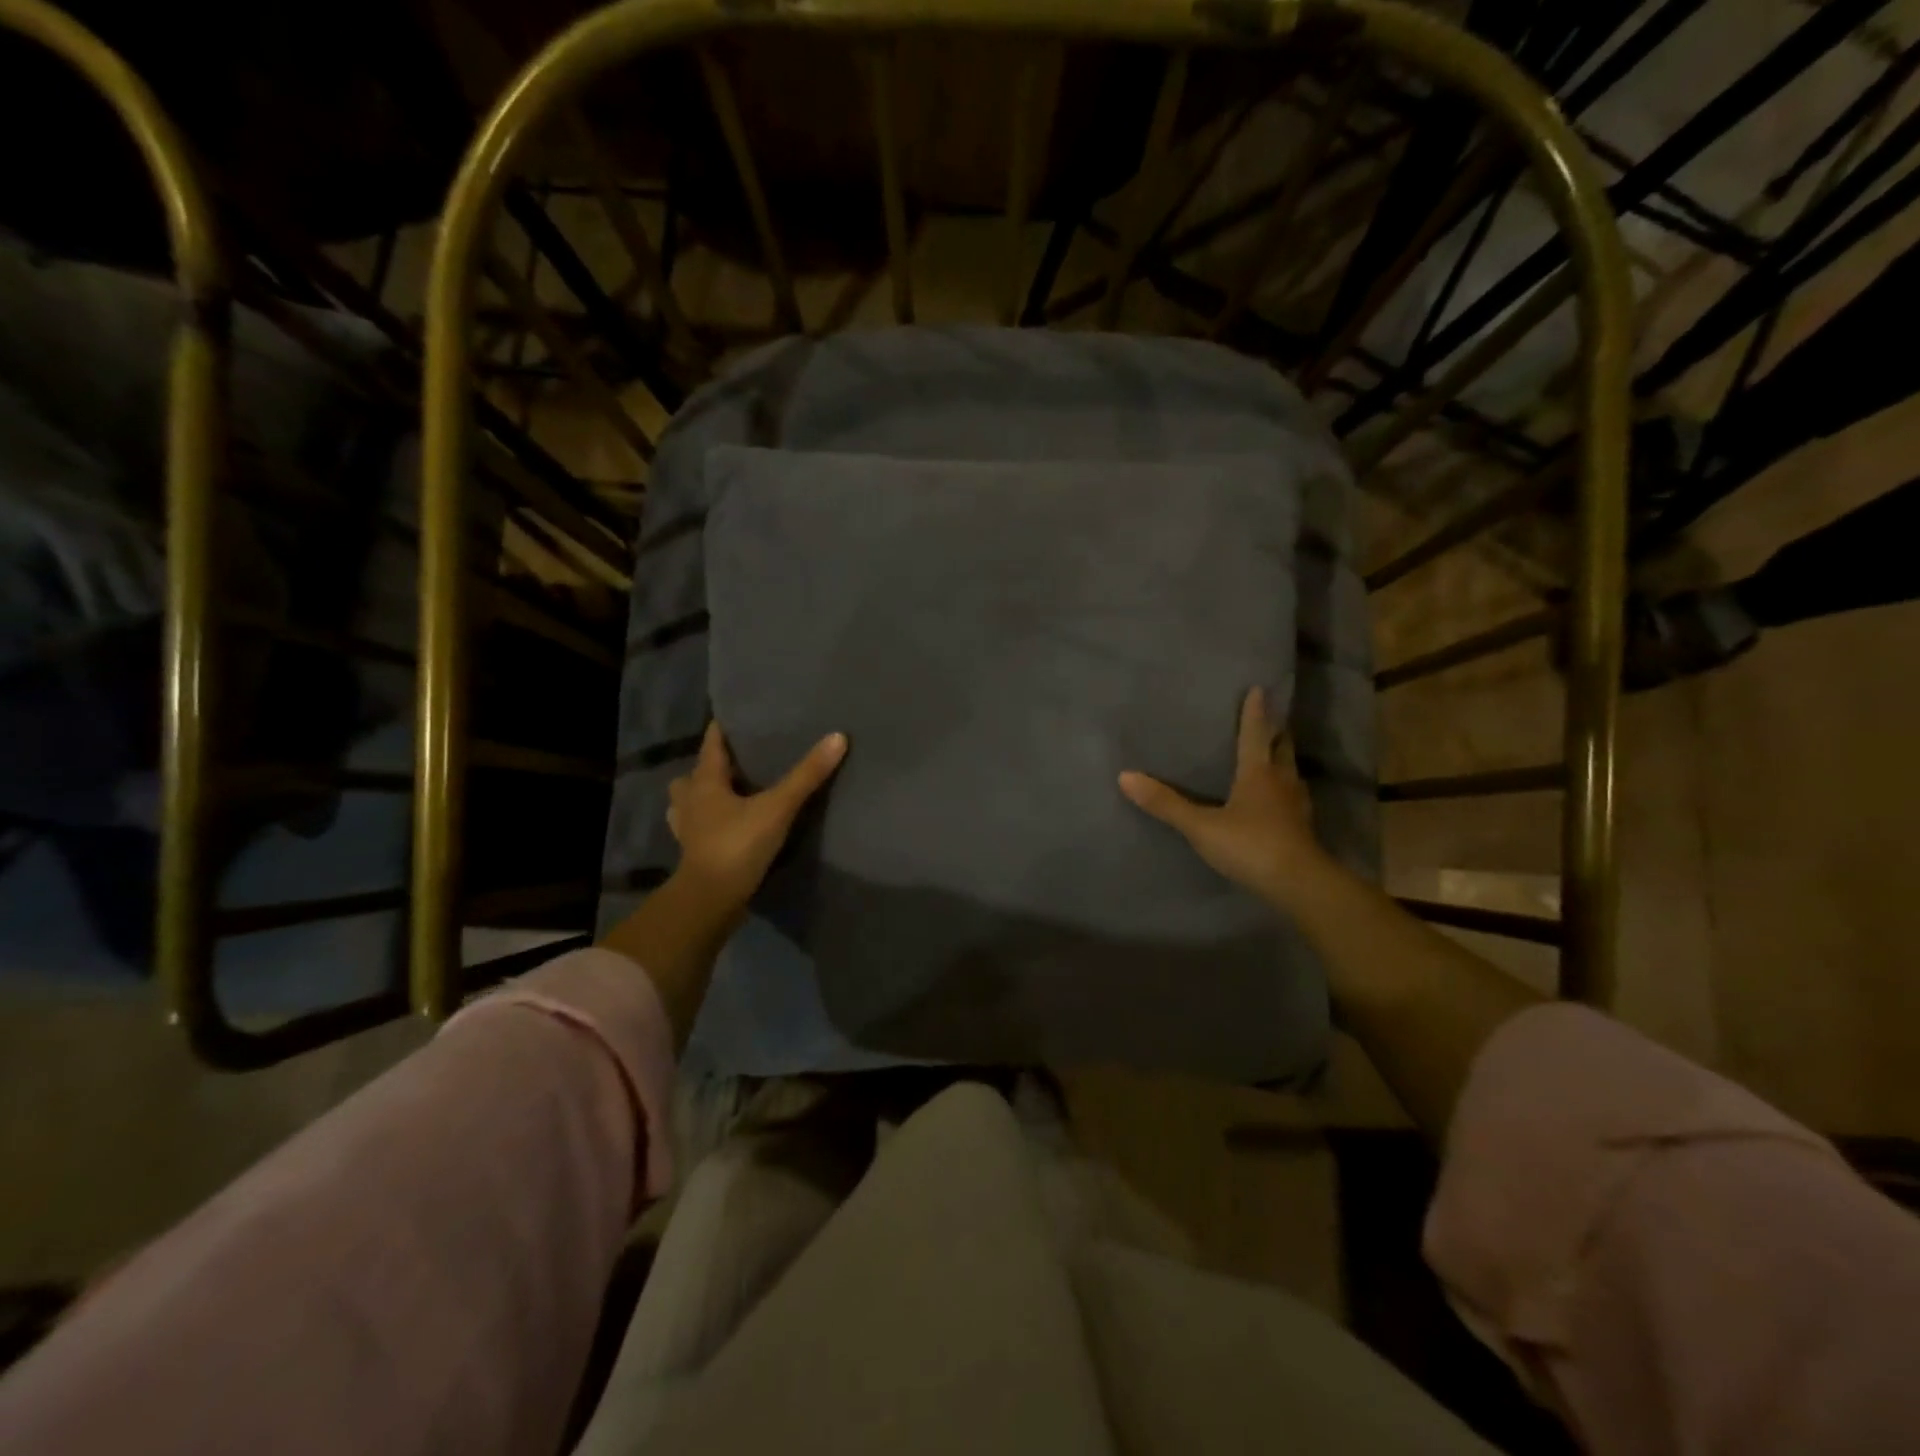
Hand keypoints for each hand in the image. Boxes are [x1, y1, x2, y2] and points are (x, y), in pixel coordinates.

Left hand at [667, 721, 847, 911]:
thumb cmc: (738, 844)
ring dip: (701, 796)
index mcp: (705, 782)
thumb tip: (837, 737)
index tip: (733, 716)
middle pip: (693, 775)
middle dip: (709, 766)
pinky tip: (723, 827)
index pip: (711, 745)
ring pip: (687, 803)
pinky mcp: (694, 853)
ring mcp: (688, 829)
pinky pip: (696, 829)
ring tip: (726, 794)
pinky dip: (706, 824)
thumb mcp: (777, 807)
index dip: (721, 730)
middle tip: (735, 761)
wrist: (711, 900)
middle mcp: (690, 801)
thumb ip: (806, 775)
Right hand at [1118, 687, 1323, 901]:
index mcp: (1259, 773)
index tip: (1259, 689)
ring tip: (1272, 755)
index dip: (1256, 712)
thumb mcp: (1201, 826)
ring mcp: (1296, 805)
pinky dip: (1285, 788)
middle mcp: (1282, 782)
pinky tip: (1277, 798)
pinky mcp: (1302, 827)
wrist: (1299, 884)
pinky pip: (1293, 797)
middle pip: (1282, 748)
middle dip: (1276, 732)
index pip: (1256, 734)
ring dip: (1283, 759)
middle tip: (1269, 719)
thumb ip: (1166, 804)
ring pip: (1291, 772)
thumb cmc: (1250, 845)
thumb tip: (1125, 776)